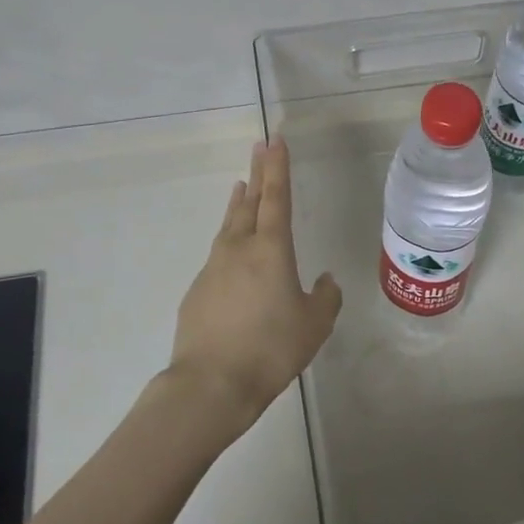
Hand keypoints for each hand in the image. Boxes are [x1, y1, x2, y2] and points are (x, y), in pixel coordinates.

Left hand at [167, 138, 341, 431]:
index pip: (277, 197)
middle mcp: (239, 248)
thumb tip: (324, 280)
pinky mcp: (198, 290)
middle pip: (250, 202)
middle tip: (259, 147)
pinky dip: (228, 240)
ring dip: (239, 203)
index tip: (275, 140)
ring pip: (230, 225)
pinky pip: (219, 254)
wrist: (211, 384)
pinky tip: (233, 253)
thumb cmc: (271, 349)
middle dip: (257, 173)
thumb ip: (325, 298)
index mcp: (271, 249)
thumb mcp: (314, 326)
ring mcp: (214, 267)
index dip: (278, 167)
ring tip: (241, 186)